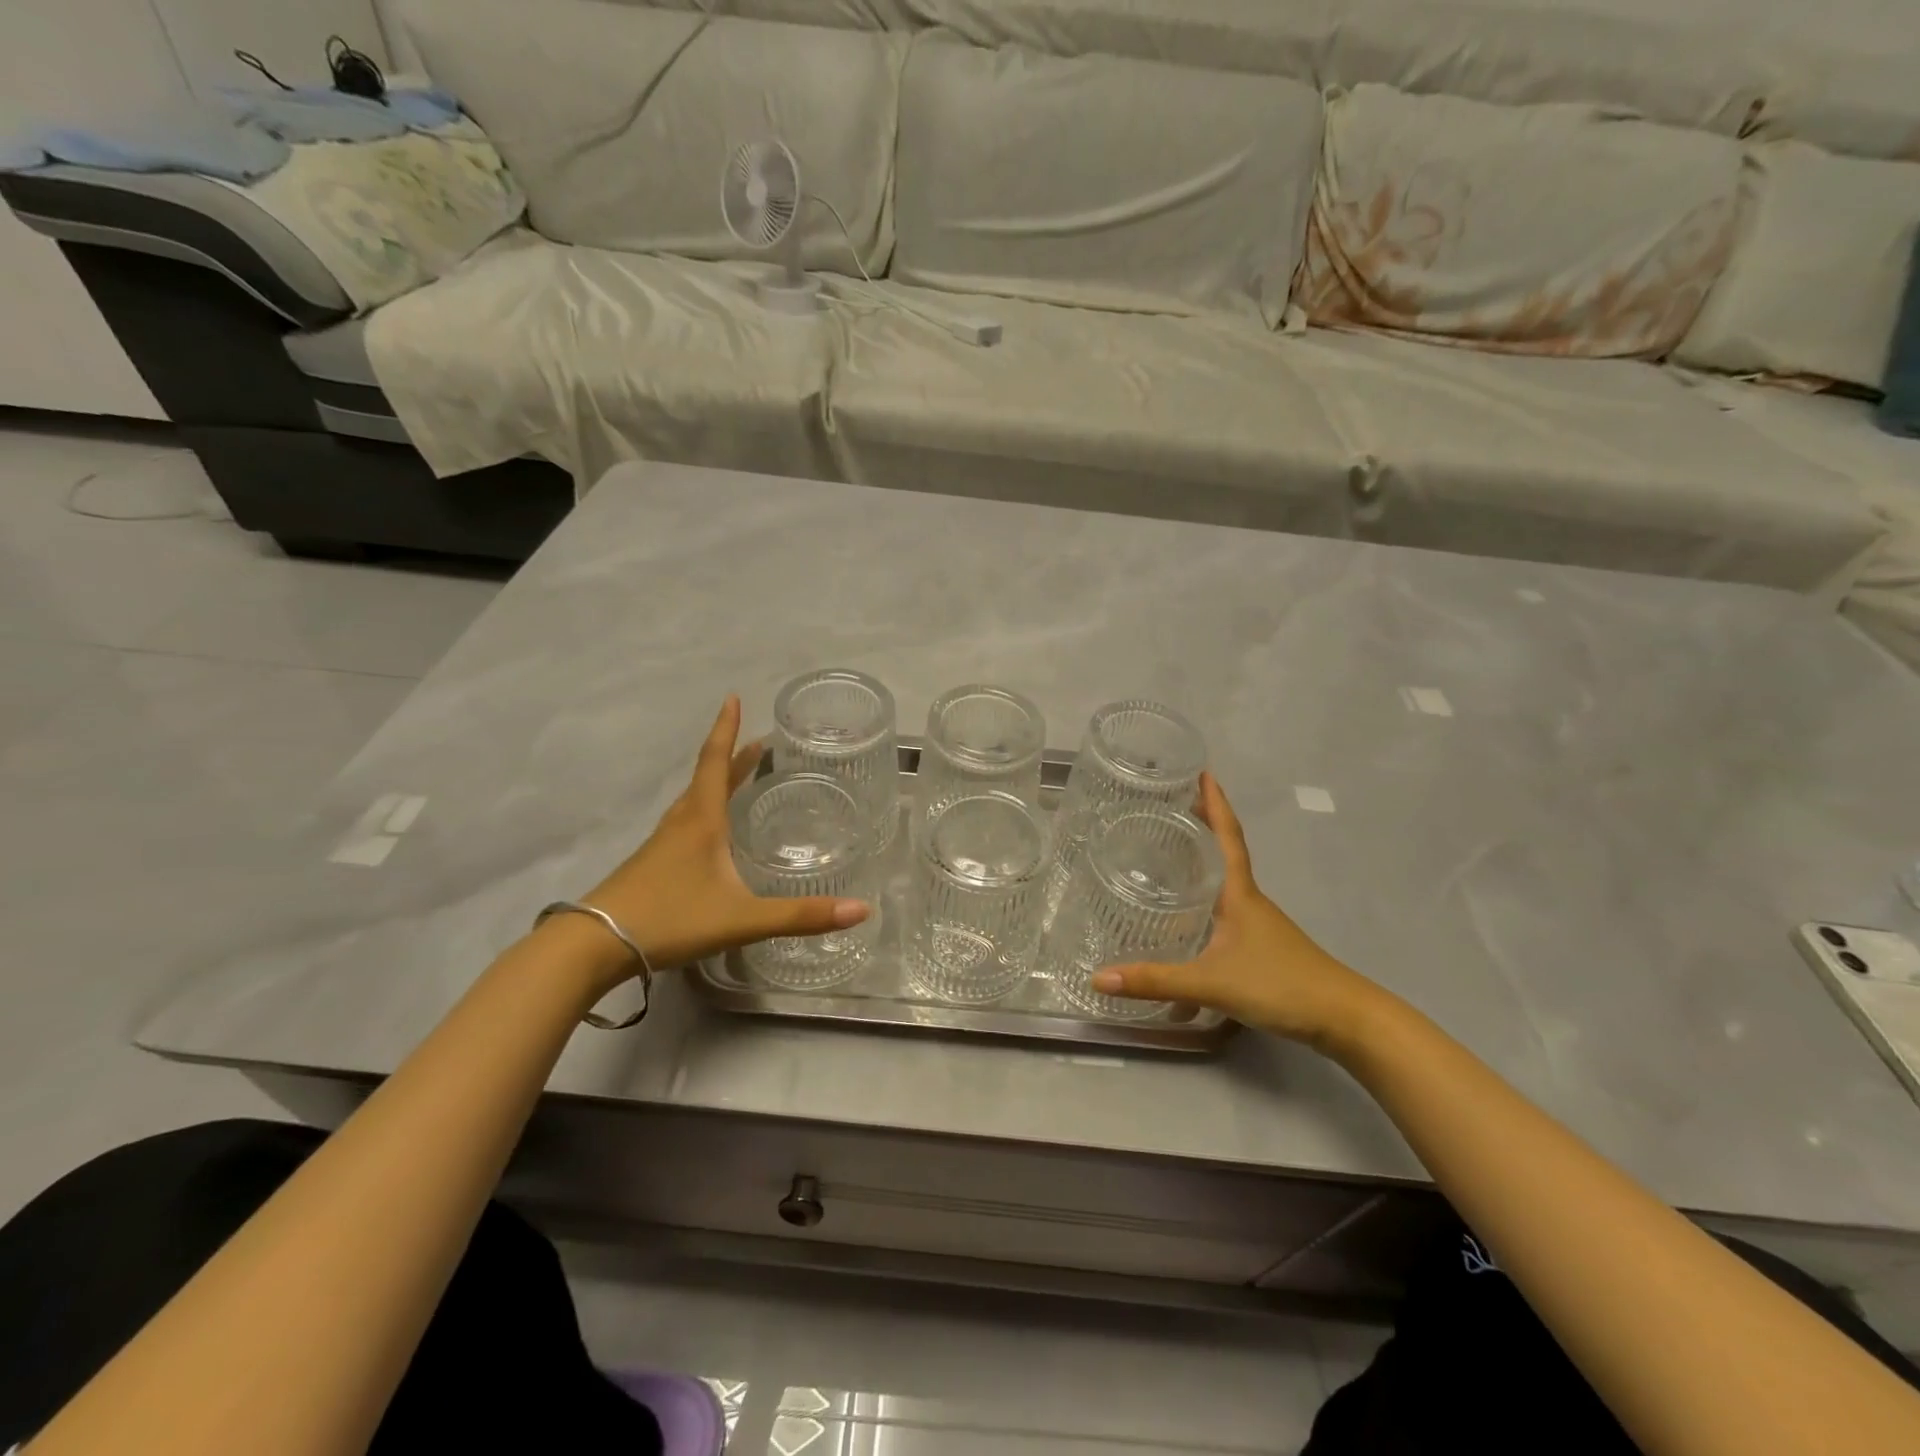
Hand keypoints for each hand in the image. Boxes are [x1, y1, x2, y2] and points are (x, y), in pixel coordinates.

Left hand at [578, 696, 869, 987]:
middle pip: (708, 778)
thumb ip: (800, 916)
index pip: (716, 763)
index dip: (726, 729)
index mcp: (702, 821)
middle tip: (759, 743)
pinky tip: (712, 836)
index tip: (733, 697)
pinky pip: (685, 824)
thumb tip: (862, 910)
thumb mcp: (742, 918)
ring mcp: (662, 845)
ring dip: (718, 782)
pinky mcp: (652, 865)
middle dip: (733, 756)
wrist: (593, 946)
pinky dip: (705, 811)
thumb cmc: (670, 918)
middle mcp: (681, 823)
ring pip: (694, 801)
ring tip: (739, 778)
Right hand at [1090, 773, 1380, 1048]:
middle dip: (1200, 829)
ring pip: (1223, 887)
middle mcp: (1249, 902)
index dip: (1215, 804)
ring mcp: (1257, 925)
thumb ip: (1155, 980)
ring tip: (1167, 859)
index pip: (1227, 837)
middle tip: (1169, 808)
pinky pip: (1224, 916)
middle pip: (1223, 854)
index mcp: (1239, 894)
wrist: (1343, 1019)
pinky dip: (1203, 910)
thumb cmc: (1280, 985)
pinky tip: (1184, 930)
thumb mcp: (1211, 982)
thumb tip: (1098, 978)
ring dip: (1201, 868)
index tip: (1204, 772)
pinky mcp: (1261, 949)